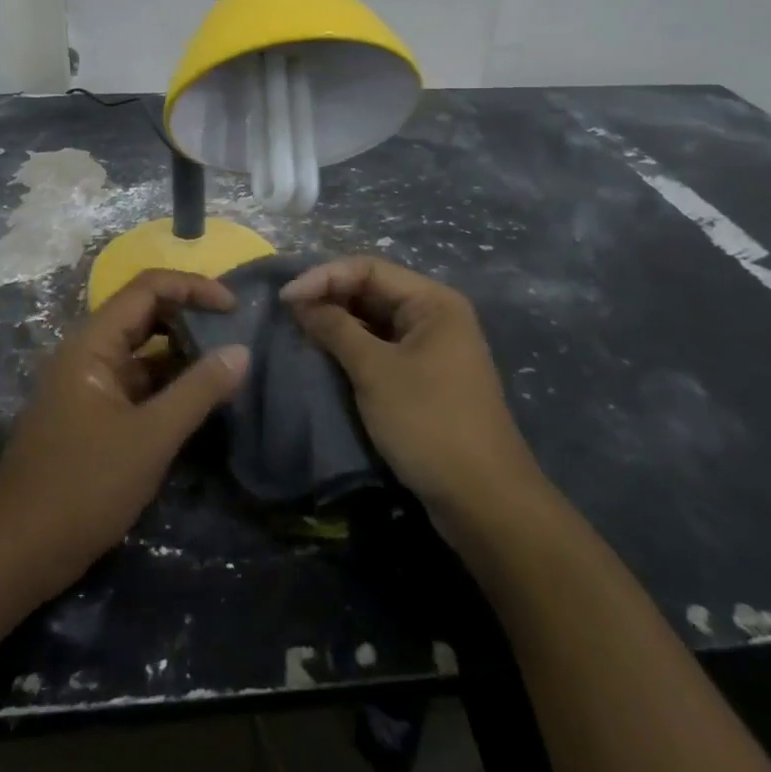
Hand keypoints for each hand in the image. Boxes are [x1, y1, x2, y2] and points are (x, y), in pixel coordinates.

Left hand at [0, 270, 249, 598]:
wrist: (16, 552)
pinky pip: (137, 383)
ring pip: (143, 351)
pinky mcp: (93, 415)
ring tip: (227, 364)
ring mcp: (89, 384)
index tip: (234, 307)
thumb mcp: (151, 438)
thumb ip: (198, 391)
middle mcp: (88, 352)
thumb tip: (241, 351)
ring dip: (182, 353)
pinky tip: (199, 401)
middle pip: (145, 314)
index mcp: (93, 342)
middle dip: (191, 316)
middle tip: (236, 333)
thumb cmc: (83, 486)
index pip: (148, 288)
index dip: (193, 287)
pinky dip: (168, 384)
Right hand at [282, 256, 540, 529]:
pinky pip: (382, 348)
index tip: (285, 299)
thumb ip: (335, 329)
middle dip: (329, 297)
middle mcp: (435, 316)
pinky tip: (325, 357)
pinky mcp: (425, 379)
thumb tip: (300, 302)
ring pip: (375, 321)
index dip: (324, 277)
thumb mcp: (375, 371)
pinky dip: (353, 348)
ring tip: (300, 332)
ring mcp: (432, 348)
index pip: (368, 269)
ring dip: (338, 324)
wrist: (484, 502)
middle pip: (372, 290)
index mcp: (433, 302)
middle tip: (288, 314)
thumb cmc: (429, 423)